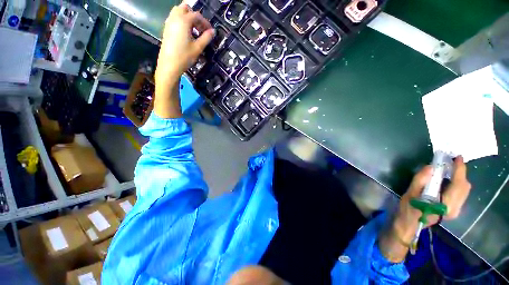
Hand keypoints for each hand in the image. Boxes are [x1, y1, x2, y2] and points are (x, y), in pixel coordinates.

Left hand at [155, 2, 213, 88]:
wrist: (169, 65)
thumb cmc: (184, 57)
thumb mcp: (198, 48)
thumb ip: (206, 38)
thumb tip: (213, 31)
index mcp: (183, 21)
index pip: (197, 15)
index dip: (205, 22)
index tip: (210, 31)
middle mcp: (175, 18)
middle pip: (185, 8)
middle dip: (195, 16)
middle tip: (201, 28)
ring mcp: (169, 22)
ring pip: (178, 11)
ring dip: (187, 17)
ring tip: (194, 30)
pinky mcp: (166, 29)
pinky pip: (174, 18)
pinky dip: (181, 21)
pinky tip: (186, 33)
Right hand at [393, 156, 470, 241]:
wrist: (409, 224)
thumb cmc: (408, 209)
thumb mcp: (410, 194)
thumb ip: (420, 180)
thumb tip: (431, 166)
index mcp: (445, 205)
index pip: (458, 185)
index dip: (459, 170)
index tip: (457, 157)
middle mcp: (455, 208)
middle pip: (464, 187)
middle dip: (460, 173)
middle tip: (450, 162)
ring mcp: (456, 210)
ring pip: (464, 190)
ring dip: (459, 178)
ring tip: (449, 169)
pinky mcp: (454, 210)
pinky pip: (461, 194)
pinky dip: (457, 184)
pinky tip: (447, 180)